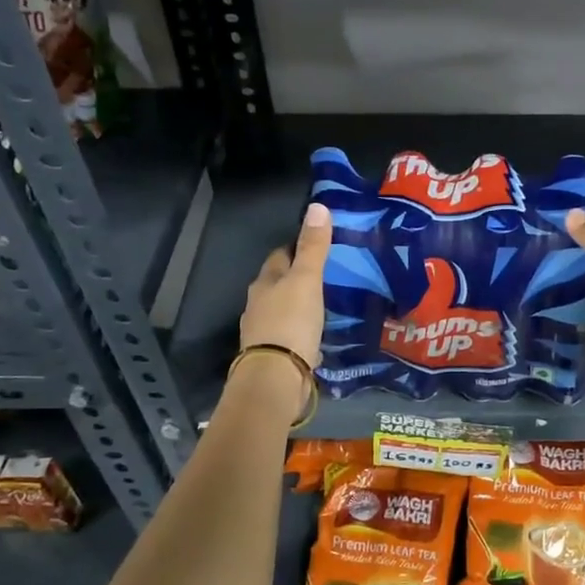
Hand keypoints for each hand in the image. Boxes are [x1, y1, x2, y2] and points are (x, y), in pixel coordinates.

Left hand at [235, 202, 330, 417]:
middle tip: (326, 275)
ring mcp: (263, 332)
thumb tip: (317, 206)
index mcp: (265, 282)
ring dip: (298, 306)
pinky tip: (315, 334)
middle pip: (278, 283)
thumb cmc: (291, 323)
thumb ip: (313, 248)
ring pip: (282, 309)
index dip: (296, 248)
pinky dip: (300, 330)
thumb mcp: (307, 281)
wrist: (276, 378)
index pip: (280, 256)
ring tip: (324, 304)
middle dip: (297, 278)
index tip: (317, 246)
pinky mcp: (274, 355)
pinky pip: (288, 334)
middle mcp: (258, 304)